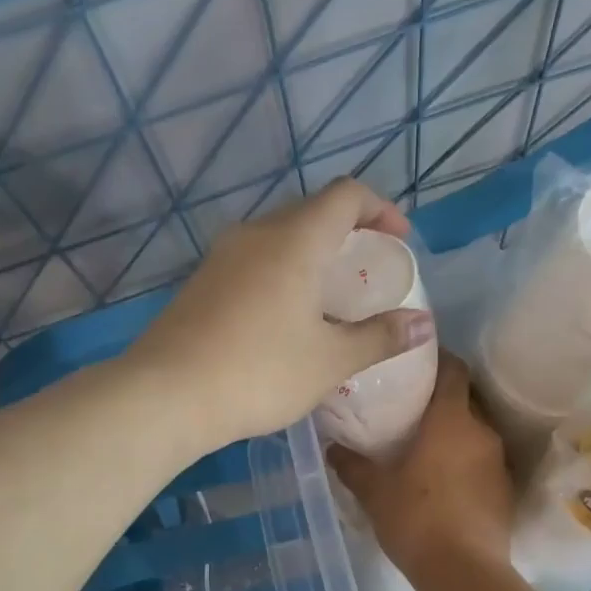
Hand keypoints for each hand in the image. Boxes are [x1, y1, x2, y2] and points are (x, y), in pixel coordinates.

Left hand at [128, 180, 434, 450]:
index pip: (346, 195)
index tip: (398, 242)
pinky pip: (253, 260)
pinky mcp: (201, 281)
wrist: (167, 394)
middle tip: (367, 271)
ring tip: (330, 295)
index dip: (380, 209)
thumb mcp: (330, 360)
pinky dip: (280, 271)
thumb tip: (423, 325)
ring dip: (311, 253)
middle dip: (347, 232)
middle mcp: (257, 233)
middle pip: (311, 211)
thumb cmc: (260, 372)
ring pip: (278, 236)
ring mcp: (222, 255)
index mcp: (296, 239)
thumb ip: (380, 337)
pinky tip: (284, 315)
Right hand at [328, 353, 512, 579]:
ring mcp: (498, 461)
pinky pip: (483, 460)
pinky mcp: (505, 490)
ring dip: (455, 432)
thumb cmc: (415, 518)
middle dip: (442, 398)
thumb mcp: (374, 491)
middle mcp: (481, 431)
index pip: (454, 369)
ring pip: (476, 431)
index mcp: (450, 419)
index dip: (438, 358)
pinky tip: (444, 479)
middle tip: (412, 407)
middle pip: (466, 399)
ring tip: (426, 444)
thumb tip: (332, 448)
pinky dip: (465, 460)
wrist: (464, 572)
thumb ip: (352, 465)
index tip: (417, 360)